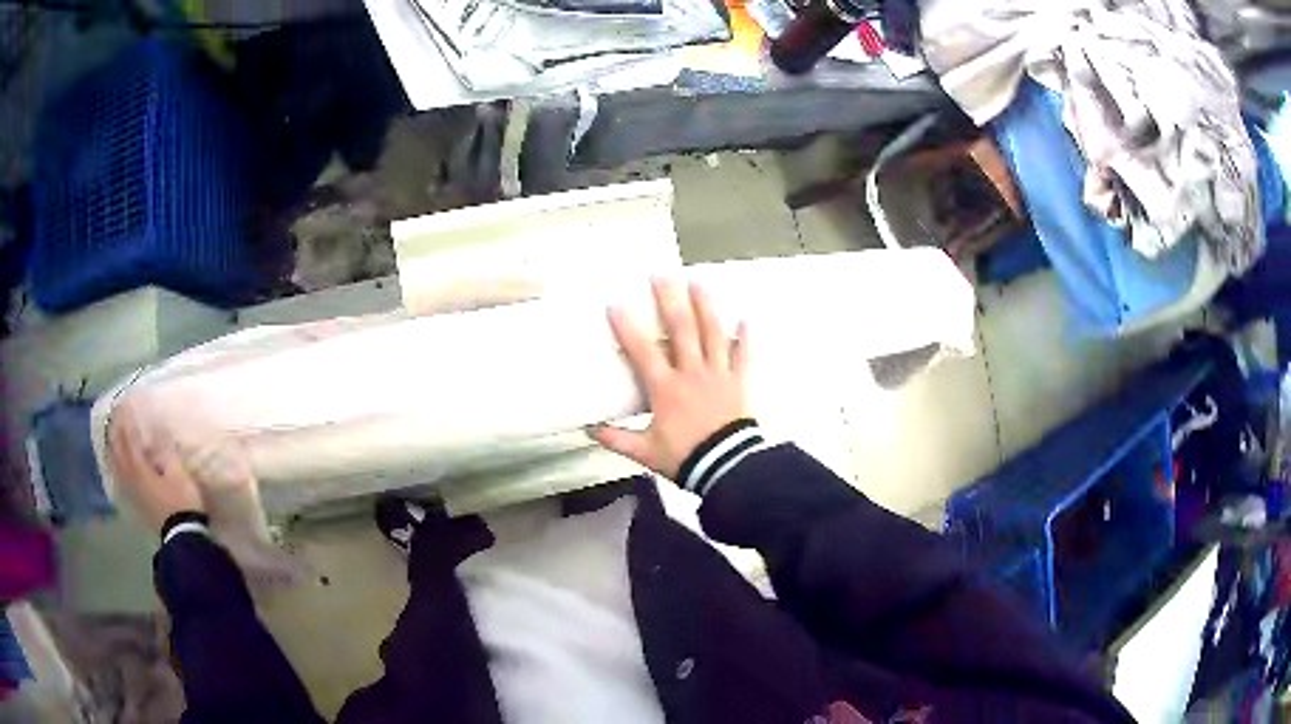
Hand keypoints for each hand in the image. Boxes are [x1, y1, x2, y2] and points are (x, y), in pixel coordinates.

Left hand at [108, 409, 205, 531]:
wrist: (182, 537)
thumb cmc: (181, 501)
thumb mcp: (178, 472)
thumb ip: (165, 450)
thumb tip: (156, 430)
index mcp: (139, 465)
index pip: (128, 436)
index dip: (126, 419)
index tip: (125, 402)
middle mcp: (130, 476)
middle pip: (118, 449)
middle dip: (116, 431)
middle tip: (116, 415)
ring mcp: (131, 491)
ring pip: (116, 464)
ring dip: (114, 448)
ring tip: (113, 437)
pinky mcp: (135, 503)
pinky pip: (120, 479)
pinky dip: (116, 467)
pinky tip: (117, 466)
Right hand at [594, 279, 750, 479]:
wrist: (726, 467)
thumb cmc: (684, 457)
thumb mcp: (645, 451)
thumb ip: (617, 439)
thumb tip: (590, 430)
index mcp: (665, 388)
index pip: (642, 351)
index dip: (628, 327)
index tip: (616, 304)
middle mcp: (691, 373)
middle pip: (681, 330)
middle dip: (670, 301)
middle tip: (662, 276)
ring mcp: (718, 374)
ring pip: (712, 334)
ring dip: (705, 307)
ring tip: (698, 283)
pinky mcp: (739, 382)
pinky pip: (744, 356)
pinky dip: (746, 338)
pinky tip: (746, 319)